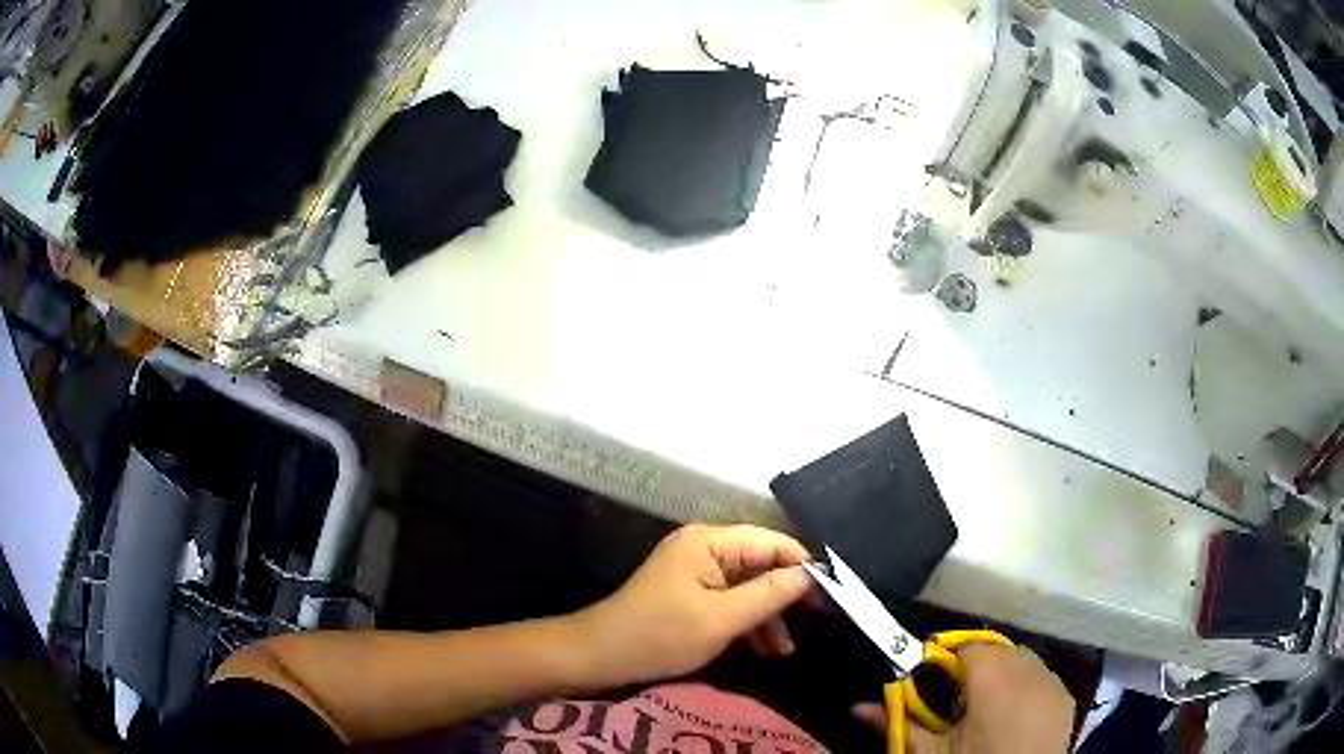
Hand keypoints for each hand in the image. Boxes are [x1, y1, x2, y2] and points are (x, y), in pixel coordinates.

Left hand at [574, 524, 812, 687]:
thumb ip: (769, 595)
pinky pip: (729, 599)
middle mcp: (705, 547)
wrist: (601, 656)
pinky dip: (746, 622)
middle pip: (761, 564)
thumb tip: (810, 576)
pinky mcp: (690, 592)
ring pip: (747, 586)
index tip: (831, 595)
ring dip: (767, 616)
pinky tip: (762, 649)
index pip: (772, 543)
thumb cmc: (661, 636)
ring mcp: (695, 570)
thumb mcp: (721, 620)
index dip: (803, 567)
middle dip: (786, 595)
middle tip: (818, 621)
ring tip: (785, 650)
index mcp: (710, 541)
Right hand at [853, 644, 1074, 753]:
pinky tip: (1014, 715)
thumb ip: (898, 724)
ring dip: (1004, 672)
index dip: (949, 658)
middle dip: (977, 664)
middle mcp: (1030, 671)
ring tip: (986, 706)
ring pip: (1024, 660)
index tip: (934, 679)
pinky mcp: (1067, 698)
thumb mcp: (930, 753)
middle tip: (956, 698)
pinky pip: (1044, 677)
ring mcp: (1054, 683)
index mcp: (994, 680)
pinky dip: (1027, 685)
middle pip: (998, 649)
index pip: (969, 646)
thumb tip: (856, 706)